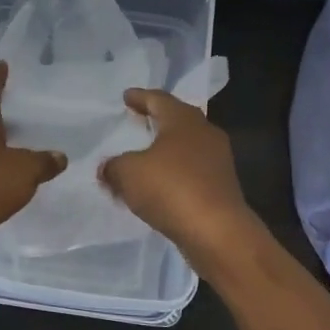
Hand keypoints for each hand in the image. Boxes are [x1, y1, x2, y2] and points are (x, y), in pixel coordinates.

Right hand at [99, 88, 261, 269]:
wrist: (218, 233)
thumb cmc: (172, 189)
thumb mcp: (128, 173)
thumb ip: (113, 167)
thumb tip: (108, 168)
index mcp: (183, 120)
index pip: (159, 99)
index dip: (140, 97)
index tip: (127, 96)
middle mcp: (205, 134)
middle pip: (177, 120)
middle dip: (156, 120)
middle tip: (137, 120)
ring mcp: (217, 161)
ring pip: (186, 147)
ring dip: (164, 150)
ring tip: (143, 157)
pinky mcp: (221, 187)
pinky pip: (191, 172)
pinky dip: (173, 174)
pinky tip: (158, 186)